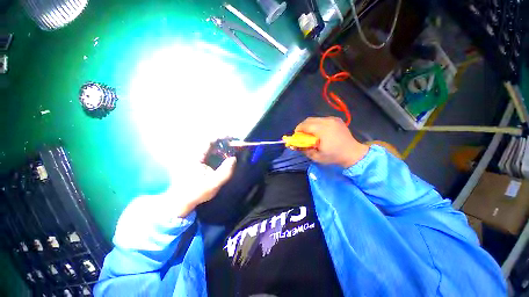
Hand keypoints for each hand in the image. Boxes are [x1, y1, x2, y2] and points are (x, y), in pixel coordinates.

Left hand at [170, 142, 236, 217]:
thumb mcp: (213, 184)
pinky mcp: (195, 161)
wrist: (180, 201)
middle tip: (235, 146)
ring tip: (231, 152)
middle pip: (210, 141)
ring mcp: (194, 157)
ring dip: (221, 147)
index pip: (209, 139)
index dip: (222, 136)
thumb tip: (234, 159)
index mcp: (196, 156)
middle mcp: (193, 153)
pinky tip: (223, 158)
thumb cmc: (196, 192)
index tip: (233, 138)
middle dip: (224, 142)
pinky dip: (217, 153)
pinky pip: (208, 152)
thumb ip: (226, 171)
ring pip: (210, 147)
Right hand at [294, 117, 368, 167]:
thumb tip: (293, 146)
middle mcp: (328, 121)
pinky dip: (317, 124)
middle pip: (309, 120)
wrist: (353, 154)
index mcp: (323, 130)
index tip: (296, 136)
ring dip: (309, 125)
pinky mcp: (336, 119)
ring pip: (315, 119)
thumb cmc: (334, 157)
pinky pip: (322, 119)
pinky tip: (319, 132)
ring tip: (310, 134)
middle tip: (301, 135)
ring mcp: (333, 119)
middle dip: (302, 127)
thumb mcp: (317, 156)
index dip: (298, 130)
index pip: (305, 125)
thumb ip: (304, 149)